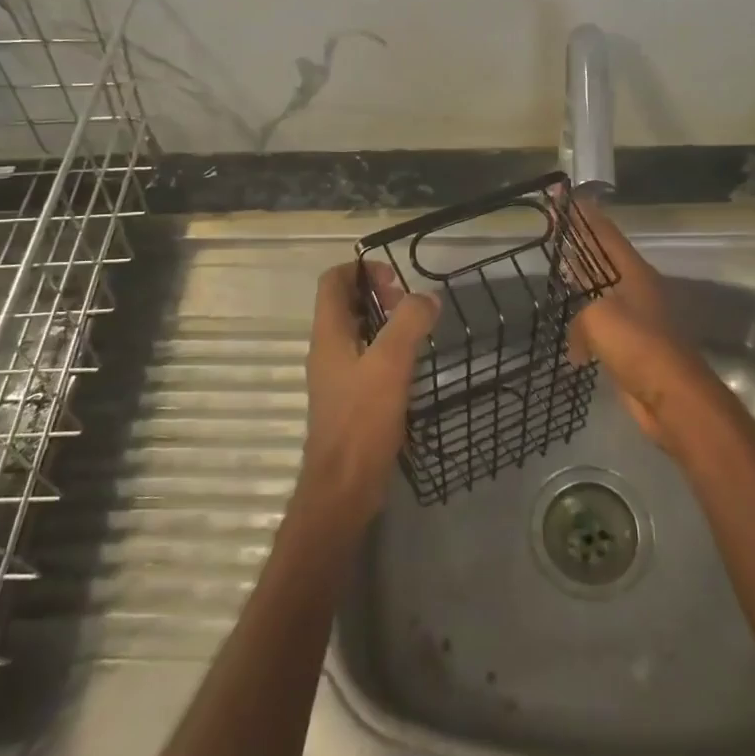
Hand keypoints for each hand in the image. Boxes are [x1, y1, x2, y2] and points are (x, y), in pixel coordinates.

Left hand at [300, 262, 439, 525]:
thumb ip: (408, 323)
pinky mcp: (350, 399)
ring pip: (358, 332)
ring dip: (385, 323)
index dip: (361, 269)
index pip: (333, 281)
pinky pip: (367, 359)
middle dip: (378, 294)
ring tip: (417, 331)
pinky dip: (387, 351)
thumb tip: (426, 297)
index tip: (395, 279)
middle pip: (346, 304)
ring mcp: (337, 376)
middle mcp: (328, 350)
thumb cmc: (362, 420)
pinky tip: (411, 365)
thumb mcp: (390, 363)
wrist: (344, 486)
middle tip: (410, 306)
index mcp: (328, 334)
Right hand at [569, 199, 733, 452]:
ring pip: (600, 293)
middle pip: (602, 258)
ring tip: (558, 273)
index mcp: (633, 273)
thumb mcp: (599, 318)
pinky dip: (584, 327)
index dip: (583, 213)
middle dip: (579, 243)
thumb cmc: (638, 347)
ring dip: (581, 285)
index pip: (604, 233)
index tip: (564, 195)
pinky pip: (600, 327)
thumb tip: (577, 342)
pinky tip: (569, 338)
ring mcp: (636, 319)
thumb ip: (580, 317)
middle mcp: (636, 290)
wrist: (672, 398)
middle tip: (555, 228)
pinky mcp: (632, 348)